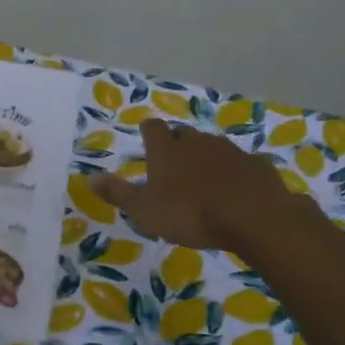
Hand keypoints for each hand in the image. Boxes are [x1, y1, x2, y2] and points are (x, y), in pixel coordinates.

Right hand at [89, 119, 315, 252]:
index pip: (152, 128)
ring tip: (203, 181)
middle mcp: (197, 142)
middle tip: (172, 165)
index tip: (146, 141)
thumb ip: (118, 193)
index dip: (148, 133)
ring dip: (205, 158)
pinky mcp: (255, 164)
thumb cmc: (190, 214)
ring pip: (212, 147)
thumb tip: (89, 178)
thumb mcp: (144, 210)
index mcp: (167, 150)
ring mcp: (229, 150)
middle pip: (183, 134)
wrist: (253, 217)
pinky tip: (235, 191)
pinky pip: (240, 164)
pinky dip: (234, 173)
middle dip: (177, 144)